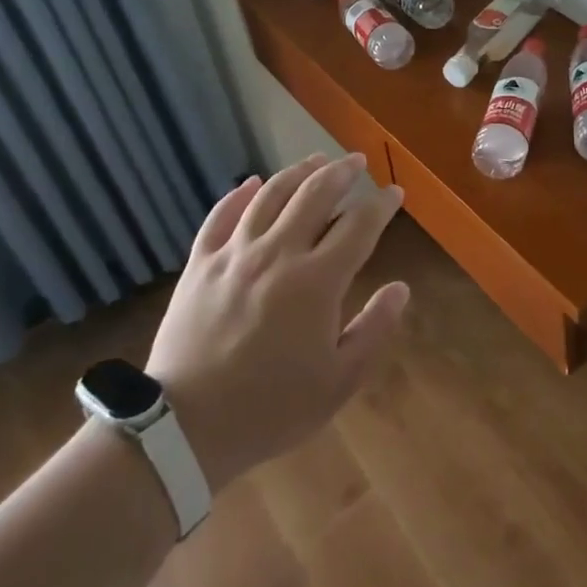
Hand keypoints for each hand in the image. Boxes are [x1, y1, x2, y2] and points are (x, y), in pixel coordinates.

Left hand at [146, 154, 407, 493]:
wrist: (186, 427)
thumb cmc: (271, 408)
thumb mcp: (338, 381)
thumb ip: (374, 329)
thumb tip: (401, 288)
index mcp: (317, 280)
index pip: (359, 225)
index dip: (381, 205)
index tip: (394, 192)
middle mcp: (278, 253)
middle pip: (315, 195)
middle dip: (342, 173)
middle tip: (357, 161)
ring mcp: (234, 253)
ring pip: (270, 195)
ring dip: (298, 172)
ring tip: (316, 160)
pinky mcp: (200, 263)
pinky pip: (220, 216)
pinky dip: (239, 194)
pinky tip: (251, 182)